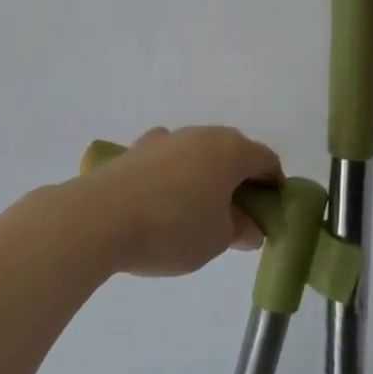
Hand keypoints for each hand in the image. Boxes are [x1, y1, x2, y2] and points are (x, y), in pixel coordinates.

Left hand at [80, 127, 281, 277]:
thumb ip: (239, 230)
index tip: (269, 216)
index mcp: (230, 150)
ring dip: (203, 178)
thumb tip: (248, 226)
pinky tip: (161, 204)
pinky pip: (166, 162)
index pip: (266, 161)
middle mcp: (199, 135)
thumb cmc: (172, 227)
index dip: (274, 187)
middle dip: (238, 182)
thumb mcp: (216, 239)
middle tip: (235, 219)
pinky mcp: (133, 151)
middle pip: (231, 153)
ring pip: (196, 155)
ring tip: (195, 215)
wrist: (98, 217)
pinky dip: (173, 178)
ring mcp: (163, 139)